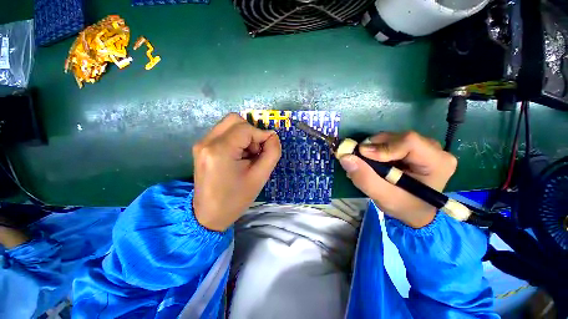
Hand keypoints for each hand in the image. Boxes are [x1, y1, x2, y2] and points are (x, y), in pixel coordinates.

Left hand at [192, 113, 280, 230]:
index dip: (262, 135)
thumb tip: (272, 136)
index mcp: (220, 150)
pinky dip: (235, 140)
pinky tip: (238, 157)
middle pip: (235, 120)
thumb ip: (272, 153)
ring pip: (229, 125)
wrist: (209, 215)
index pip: (246, 129)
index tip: (268, 149)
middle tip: (255, 151)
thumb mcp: (260, 177)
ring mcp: (201, 144)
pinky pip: (223, 133)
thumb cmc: (236, 199)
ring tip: (247, 156)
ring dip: (244, 136)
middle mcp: (207, 142)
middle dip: (251, 132)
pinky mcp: (201, 148)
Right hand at [338, 131, 456, 227]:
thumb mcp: (383, 197)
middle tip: (359, 159)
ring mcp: (422, 146)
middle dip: (373, 147)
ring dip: (372, 148)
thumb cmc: (404, 206)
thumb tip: (345, 157)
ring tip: (364, 164)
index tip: (361, 155)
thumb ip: (365, 178)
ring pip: (391, 138)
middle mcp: (433, 149)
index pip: (409, 142)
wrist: (413, 209)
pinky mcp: (411, 147)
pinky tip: (370, 161)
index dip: (382, 147)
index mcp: (437, 162)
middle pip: (398, 137)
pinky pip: (388, 141)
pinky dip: (374, 150)